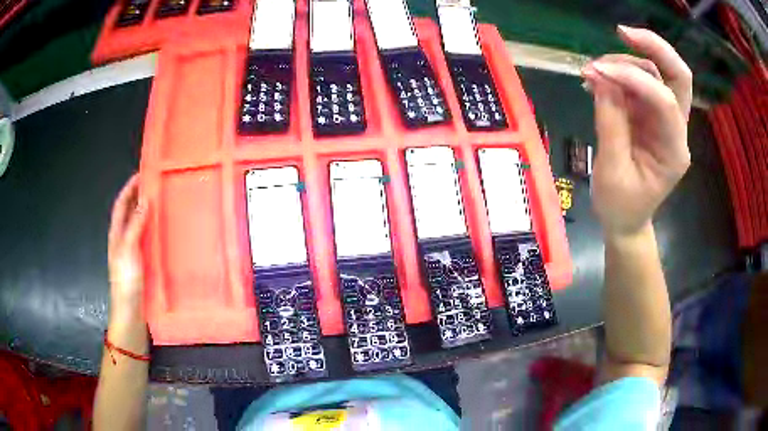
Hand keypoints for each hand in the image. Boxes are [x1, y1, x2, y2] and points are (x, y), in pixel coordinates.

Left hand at [108, 174, 148, 322]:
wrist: (131, 312)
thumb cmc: (126, 280)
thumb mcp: (128, 249)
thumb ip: (135, 225)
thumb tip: (144, 200)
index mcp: (117, 234)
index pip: (121, 204)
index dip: (129, 188)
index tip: (142, 173)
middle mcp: (124, 239)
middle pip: (130, 212)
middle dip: (139, 196)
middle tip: (155, 184)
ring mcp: (133, 252)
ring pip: (139, 226)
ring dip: (147, 213)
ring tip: (162, 202)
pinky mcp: (143, 262)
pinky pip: (148, 239)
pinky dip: (154, 230)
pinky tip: (164, 231)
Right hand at [582, 25, 691, 237]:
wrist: (626, 220)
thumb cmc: (621, 206)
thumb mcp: (612, 172)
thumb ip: (610, 123)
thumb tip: (601, 78)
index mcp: (674, 151)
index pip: (664, 100)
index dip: (632, 78)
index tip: (596, 71)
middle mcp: (676, 129)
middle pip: (678, 76)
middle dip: (654, 48)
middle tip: (622, 32)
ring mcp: (665, 120)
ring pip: (656, 73)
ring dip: (626, 62)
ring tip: (593, 70)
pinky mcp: (650, 115)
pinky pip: (640, 83)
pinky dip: (619, 73)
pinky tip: (598, 79)